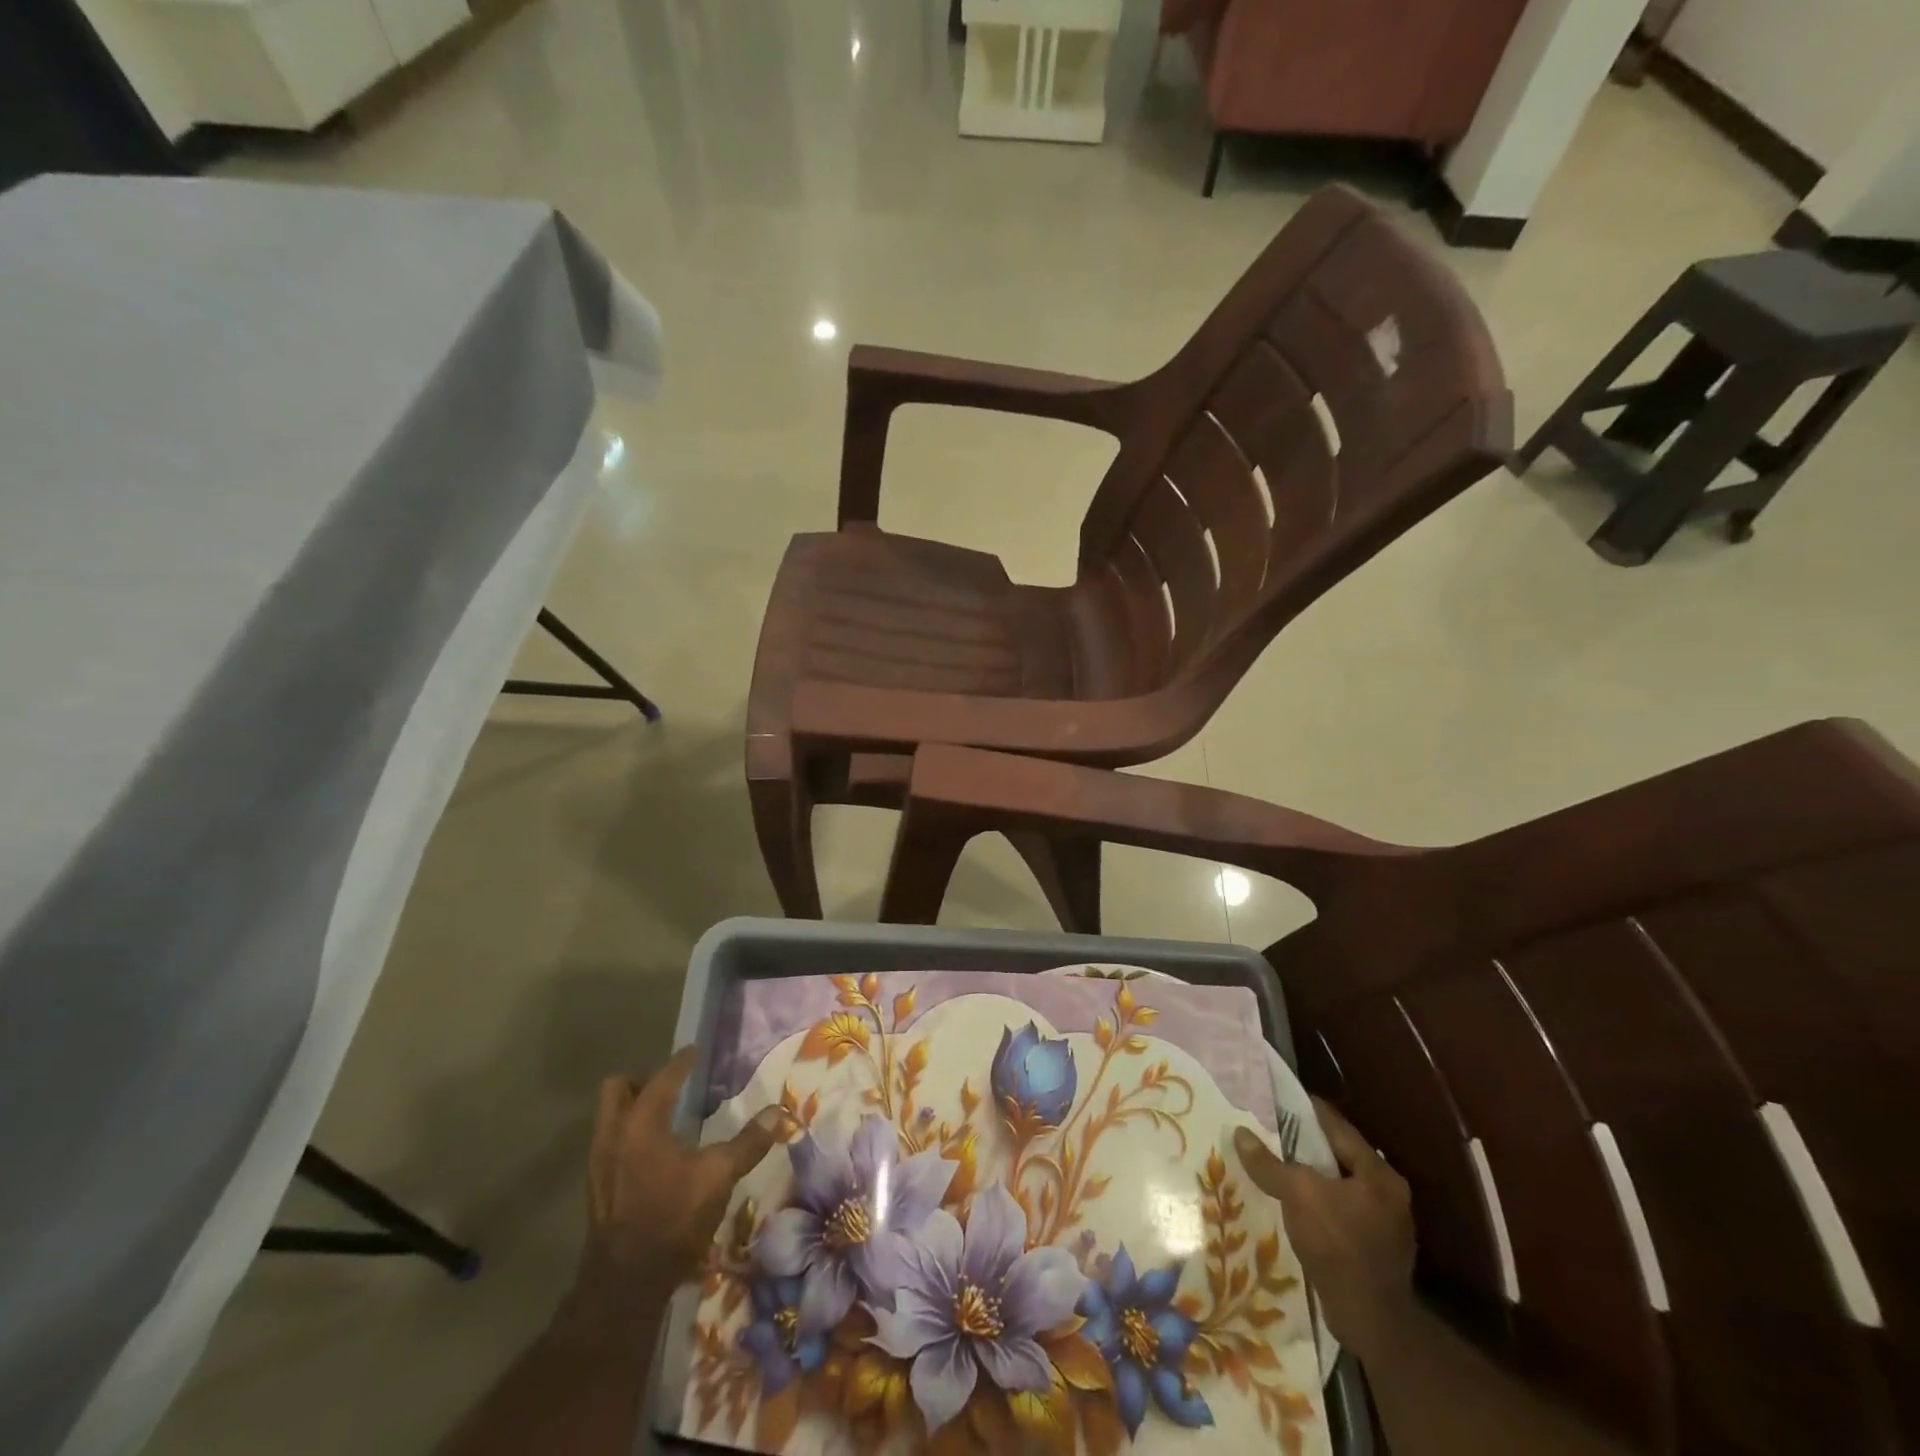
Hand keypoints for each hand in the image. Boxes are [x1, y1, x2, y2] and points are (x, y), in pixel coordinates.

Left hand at [572, 1047, 782, 1313]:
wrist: (626, 1284)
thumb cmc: (673, 1217)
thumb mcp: (719, 1176)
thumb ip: (749, 1142)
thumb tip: (779, 1112)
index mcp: (641, 1123)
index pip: (662, 1078)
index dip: (681, 1063)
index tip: (694, 1052)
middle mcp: (614, 1135)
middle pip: (618, 1088)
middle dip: (643, 1081)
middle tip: (671, 1087)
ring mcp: (599, 1163)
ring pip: (609, 1117)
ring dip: (633, 1109)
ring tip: (664, 1118)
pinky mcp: (597, 1189)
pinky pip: (610, 1144)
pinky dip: (629, 1137)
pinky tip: (654, 1156)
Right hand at [1234, 1099, 1416, 1363]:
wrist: (1369, 1321)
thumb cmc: (1338, 1244)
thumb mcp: (1298, 1194)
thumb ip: (1268, 1162)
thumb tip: (1239, 1133)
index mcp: (1379, 1174)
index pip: (1338, 1127)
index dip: (1306, 1110)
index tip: (1277, 1099)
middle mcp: (1388, 1194)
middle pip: (1338, 1156)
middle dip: (1304, 1145)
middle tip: (1269, 1131)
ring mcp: (1384, 1226)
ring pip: (1337, 1186)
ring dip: (1309, 1177)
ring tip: (1274, 1166)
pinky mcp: (1373, 1251)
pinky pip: (1338, 1213)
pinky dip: (1315, 1204)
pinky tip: (1291, 1206)